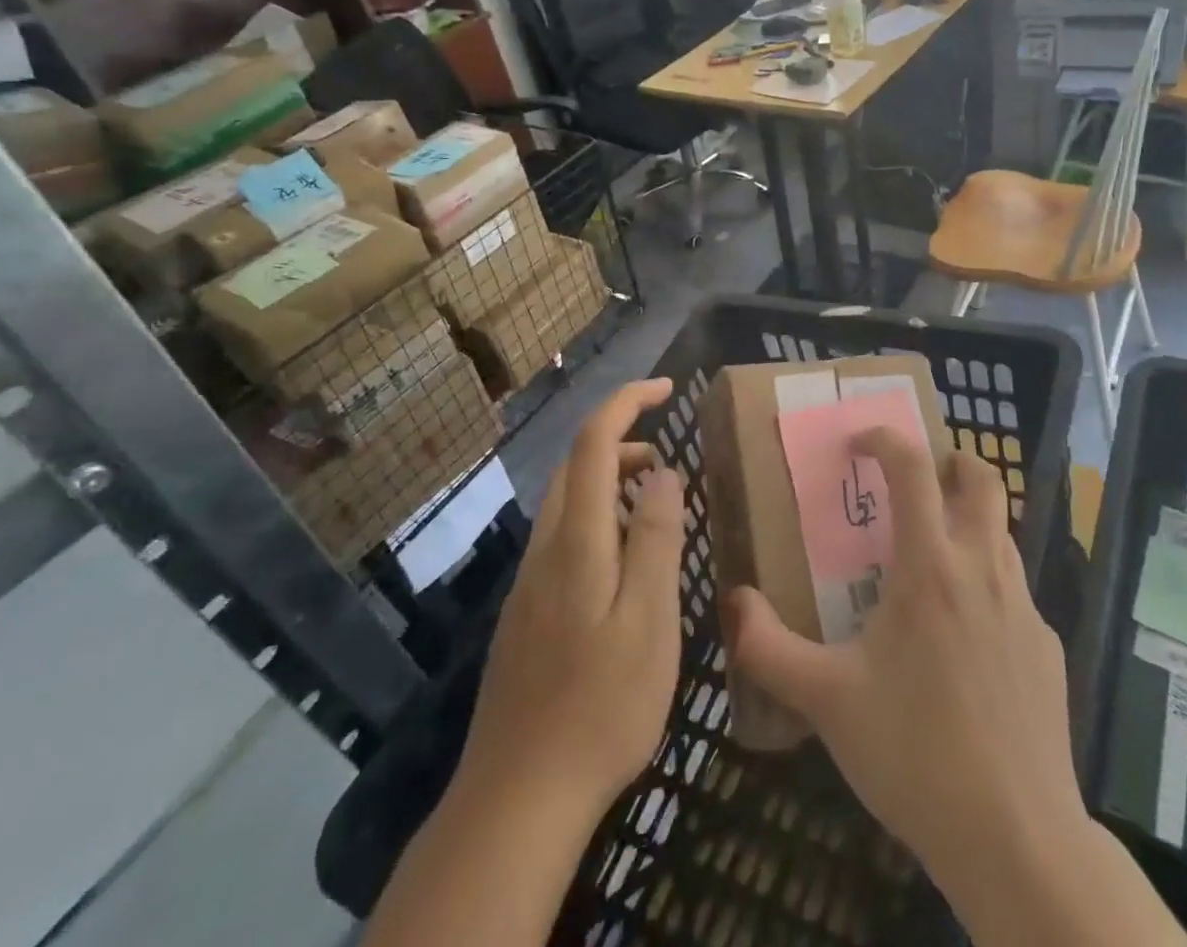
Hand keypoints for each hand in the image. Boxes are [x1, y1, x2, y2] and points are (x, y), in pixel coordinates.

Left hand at [365, 380, 686, 946]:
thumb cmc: (600, 705)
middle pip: (576, 466)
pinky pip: (564, 538)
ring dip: (609, 480)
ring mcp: (530, 583)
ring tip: (655, 499)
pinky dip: (598, 518)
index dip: (627, 402)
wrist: (517, 798)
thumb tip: (663, 472)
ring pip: (568, 503)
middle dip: (621, 438)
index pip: (594, 442)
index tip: (667, 389)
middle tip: (669, 452)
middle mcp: (546, 549)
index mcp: (576, 540)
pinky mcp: (527, 614)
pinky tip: (623, 562)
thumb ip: (655, 539)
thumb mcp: (649, 620)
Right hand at [727, 426, 1080, 882]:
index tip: (859, 443)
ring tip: (930, 558)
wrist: (1016, 837)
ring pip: (1001, 533)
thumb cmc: (914, 753)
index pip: (913, 467)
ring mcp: (1024, 607)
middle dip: (949, 462)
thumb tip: (732, 601)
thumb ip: (768, 648)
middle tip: (915, 480)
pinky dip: (986, 586)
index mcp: (930, 565)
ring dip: (968, 523)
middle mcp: (982, 569)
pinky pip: (1014, 592)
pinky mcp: (1046, 646)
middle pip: (983, 479)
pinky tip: (963, 639)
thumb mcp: (826, 700)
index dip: (885, 439)